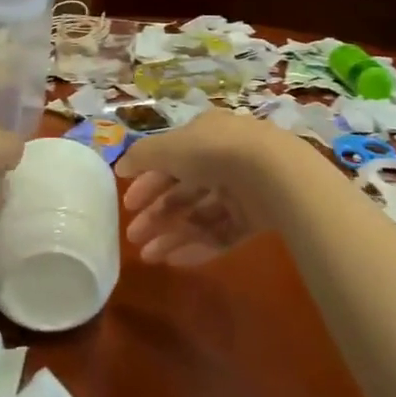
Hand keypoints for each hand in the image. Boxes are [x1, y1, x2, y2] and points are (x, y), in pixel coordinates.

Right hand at [114, 108, 287, 264]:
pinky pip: (222, 233)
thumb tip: (121, 167)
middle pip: (183, 190)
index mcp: (205, 135)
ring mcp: (243, 190)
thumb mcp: (169, 147)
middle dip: (156, 213)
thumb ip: (142, 157)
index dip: (147, 180)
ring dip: (172, 235)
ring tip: (149, 257)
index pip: (170, 158)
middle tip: (133, 236)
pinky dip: (198, 246)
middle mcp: (223, 159)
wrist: (274, 174)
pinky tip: (175, 261)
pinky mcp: (258, 219)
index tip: (127, 204)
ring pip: (201, 215)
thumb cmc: (214, 152)